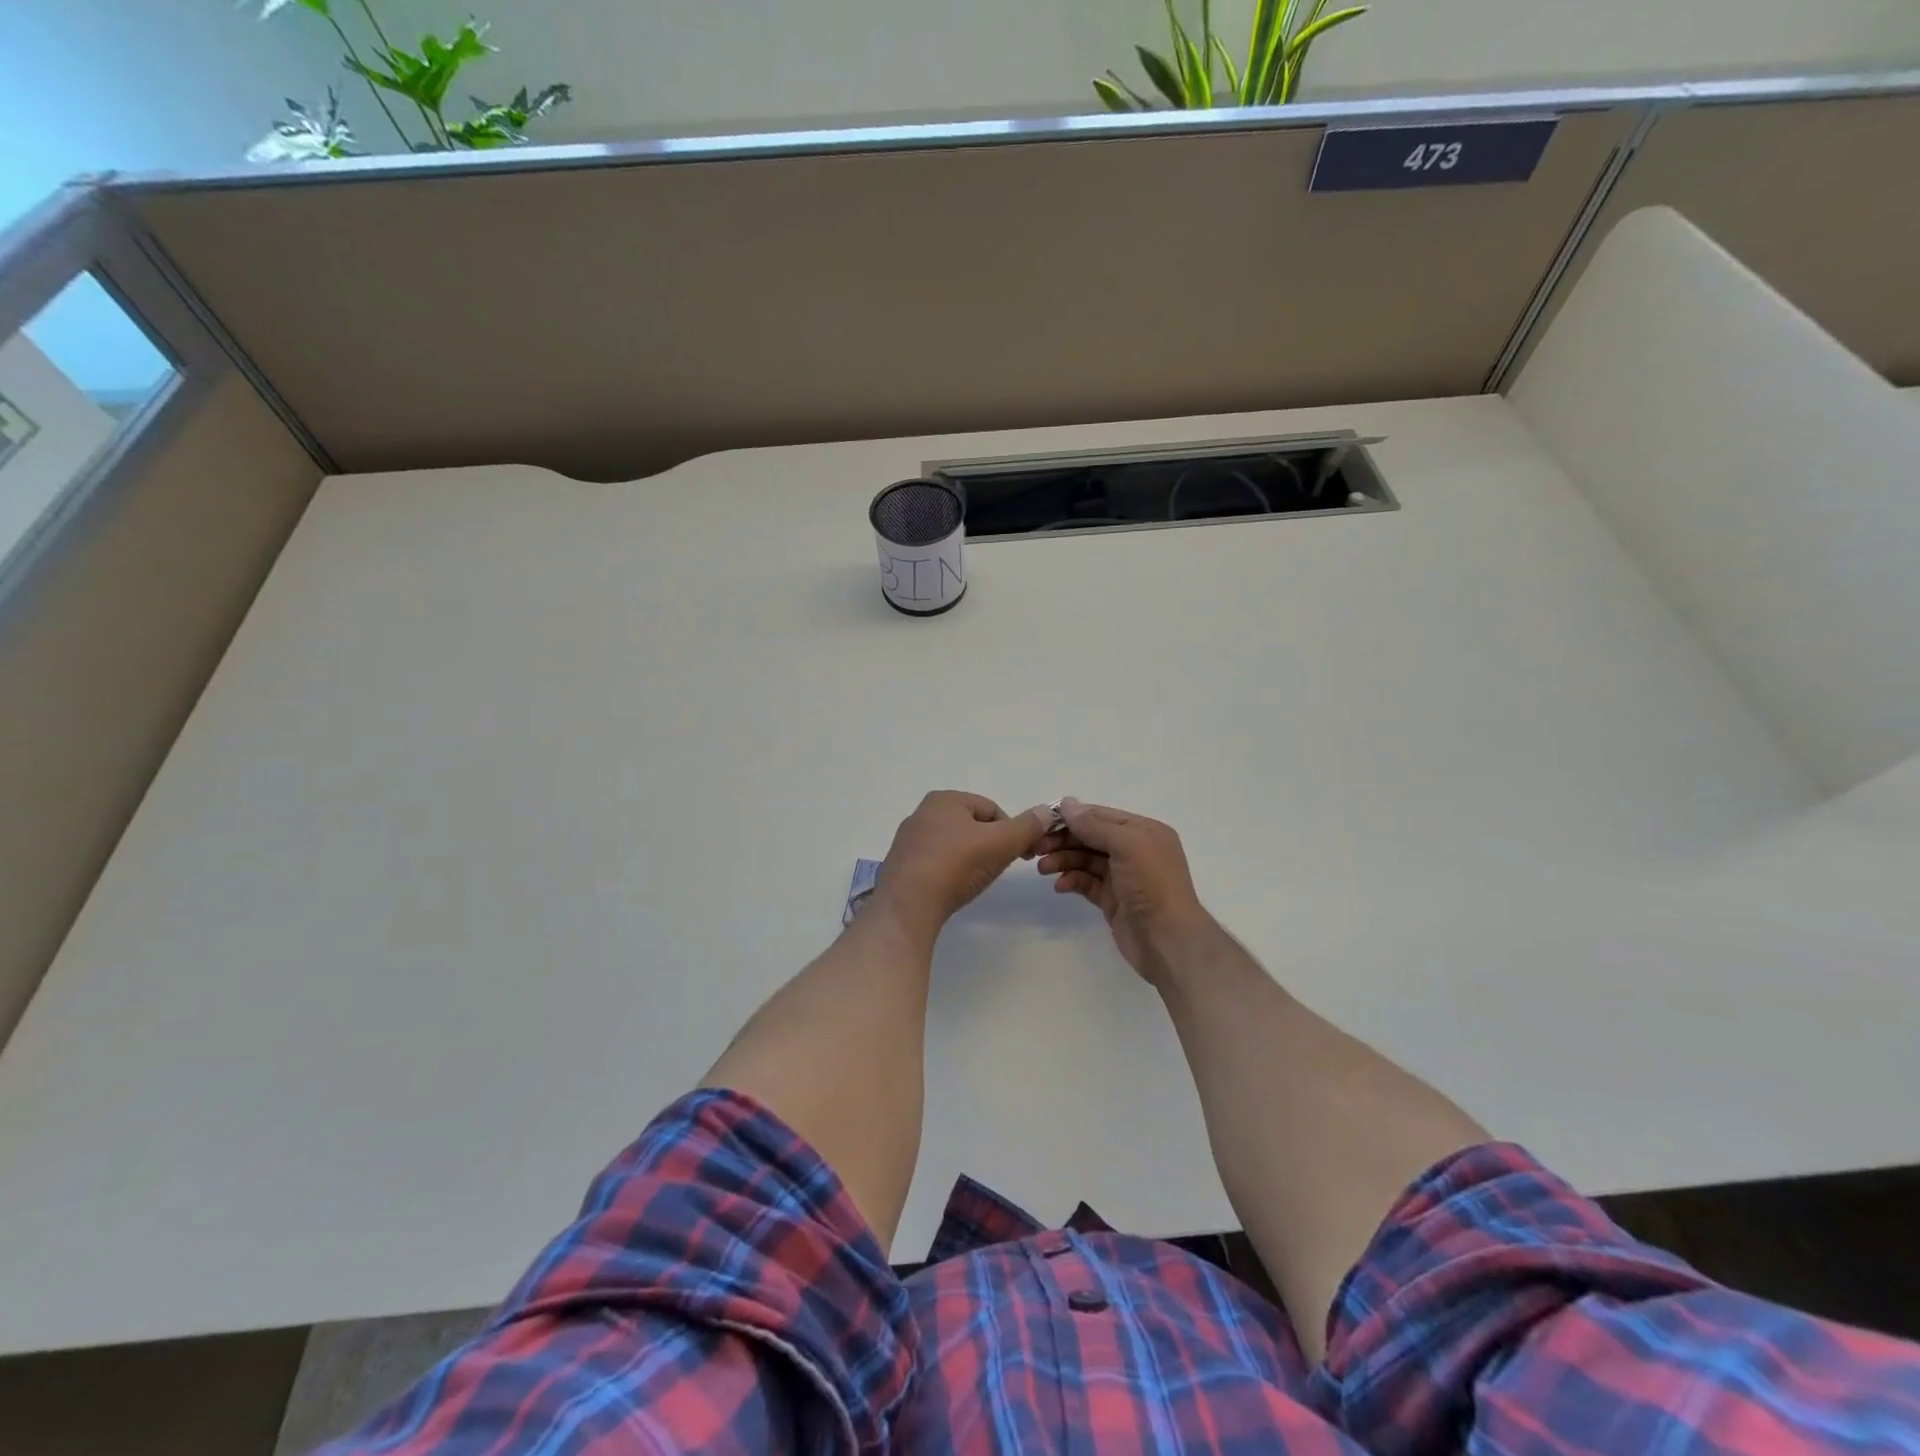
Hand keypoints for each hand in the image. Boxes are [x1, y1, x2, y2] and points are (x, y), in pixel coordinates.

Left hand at [874, 792, 1050, 936]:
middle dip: (990, 845)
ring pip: (953, 845)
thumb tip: (1047, 811)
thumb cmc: (957, 864)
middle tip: (999, 868)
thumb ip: (1027, 827)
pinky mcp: (901, 866)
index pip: (992, 809)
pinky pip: (935, 863)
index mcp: (945, 799)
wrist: (909, 904)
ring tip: (976, 881)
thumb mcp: (1002, 843)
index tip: (1021, 855)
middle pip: (971, 826)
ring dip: (969, 859)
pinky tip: (953, 889)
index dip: (1012, 831)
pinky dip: (949, 872)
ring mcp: (908, 840)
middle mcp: (922, 813)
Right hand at [1036, 799, 1214, 985]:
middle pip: (1091, 837)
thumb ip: (1095, 824)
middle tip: (1036, 847)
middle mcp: (1134, 850)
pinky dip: (1072, 881)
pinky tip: (1059, 886)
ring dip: (1064, 860)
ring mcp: (1123, 877)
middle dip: (1064, 840)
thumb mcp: (1126, 845)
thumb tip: (1066, 803)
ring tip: (1043, 868)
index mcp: (1143, 831)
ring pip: (1086, 860)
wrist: (1168, 940)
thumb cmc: (1152, 884)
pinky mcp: (1113, 900)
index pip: (1101, 816)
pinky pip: (1087, 883)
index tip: (1042, 821)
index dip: (1072, 817)